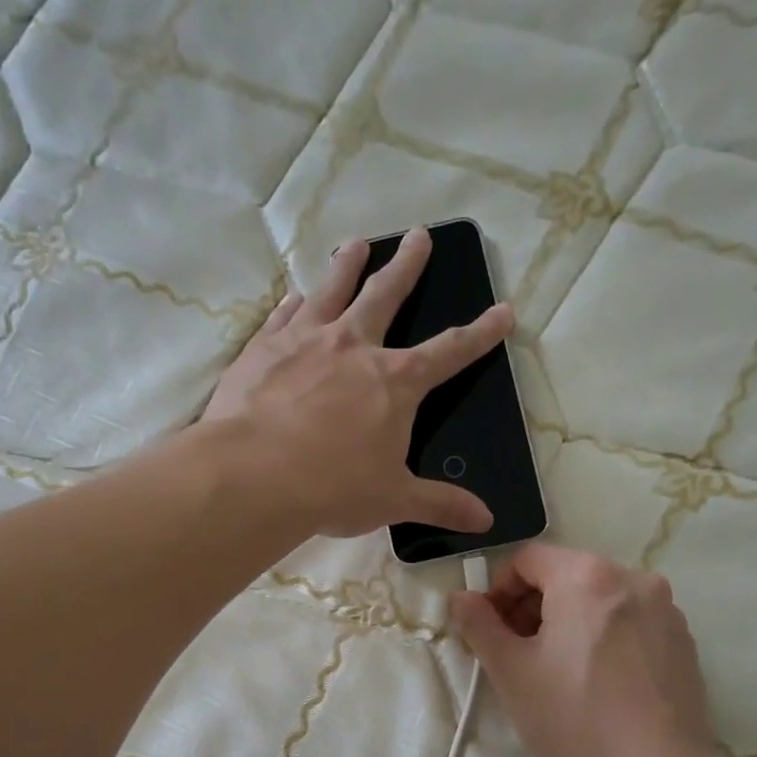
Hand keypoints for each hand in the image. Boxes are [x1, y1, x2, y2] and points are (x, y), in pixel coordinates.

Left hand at [203, 228, 512, 537]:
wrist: (253, 475)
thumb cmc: (333, 488)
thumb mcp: (394, 500)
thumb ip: (440, 504)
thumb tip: (485, 521)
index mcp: (396, 382)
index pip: (450, 352)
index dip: (481, 333)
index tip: (503, 310)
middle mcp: (354, 347)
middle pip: (386, 296)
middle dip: (407, 266)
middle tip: (418, 235)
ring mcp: (305, 340)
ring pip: (332, 290)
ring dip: (348, 266)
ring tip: (357, 245)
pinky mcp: (263, 348)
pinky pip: (284, 314)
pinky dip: (294, 302)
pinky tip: (295, 295)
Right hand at [450, 544, 721, 756]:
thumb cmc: (573, 719)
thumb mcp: (510, 671)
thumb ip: (479, 624)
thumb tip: (462, 597)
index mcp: (586, 576)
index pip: (527, 559)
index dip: (498, 590)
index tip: (491, 630)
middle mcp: (632, 578)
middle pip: (566, 575)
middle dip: (533, 606)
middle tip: (516, 653)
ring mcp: (665, 610)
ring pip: (599, 599)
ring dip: (568, 621)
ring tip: (557, 671)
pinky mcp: (684, 641)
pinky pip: (630, 622)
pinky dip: (604, 636)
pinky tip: (597, 683)